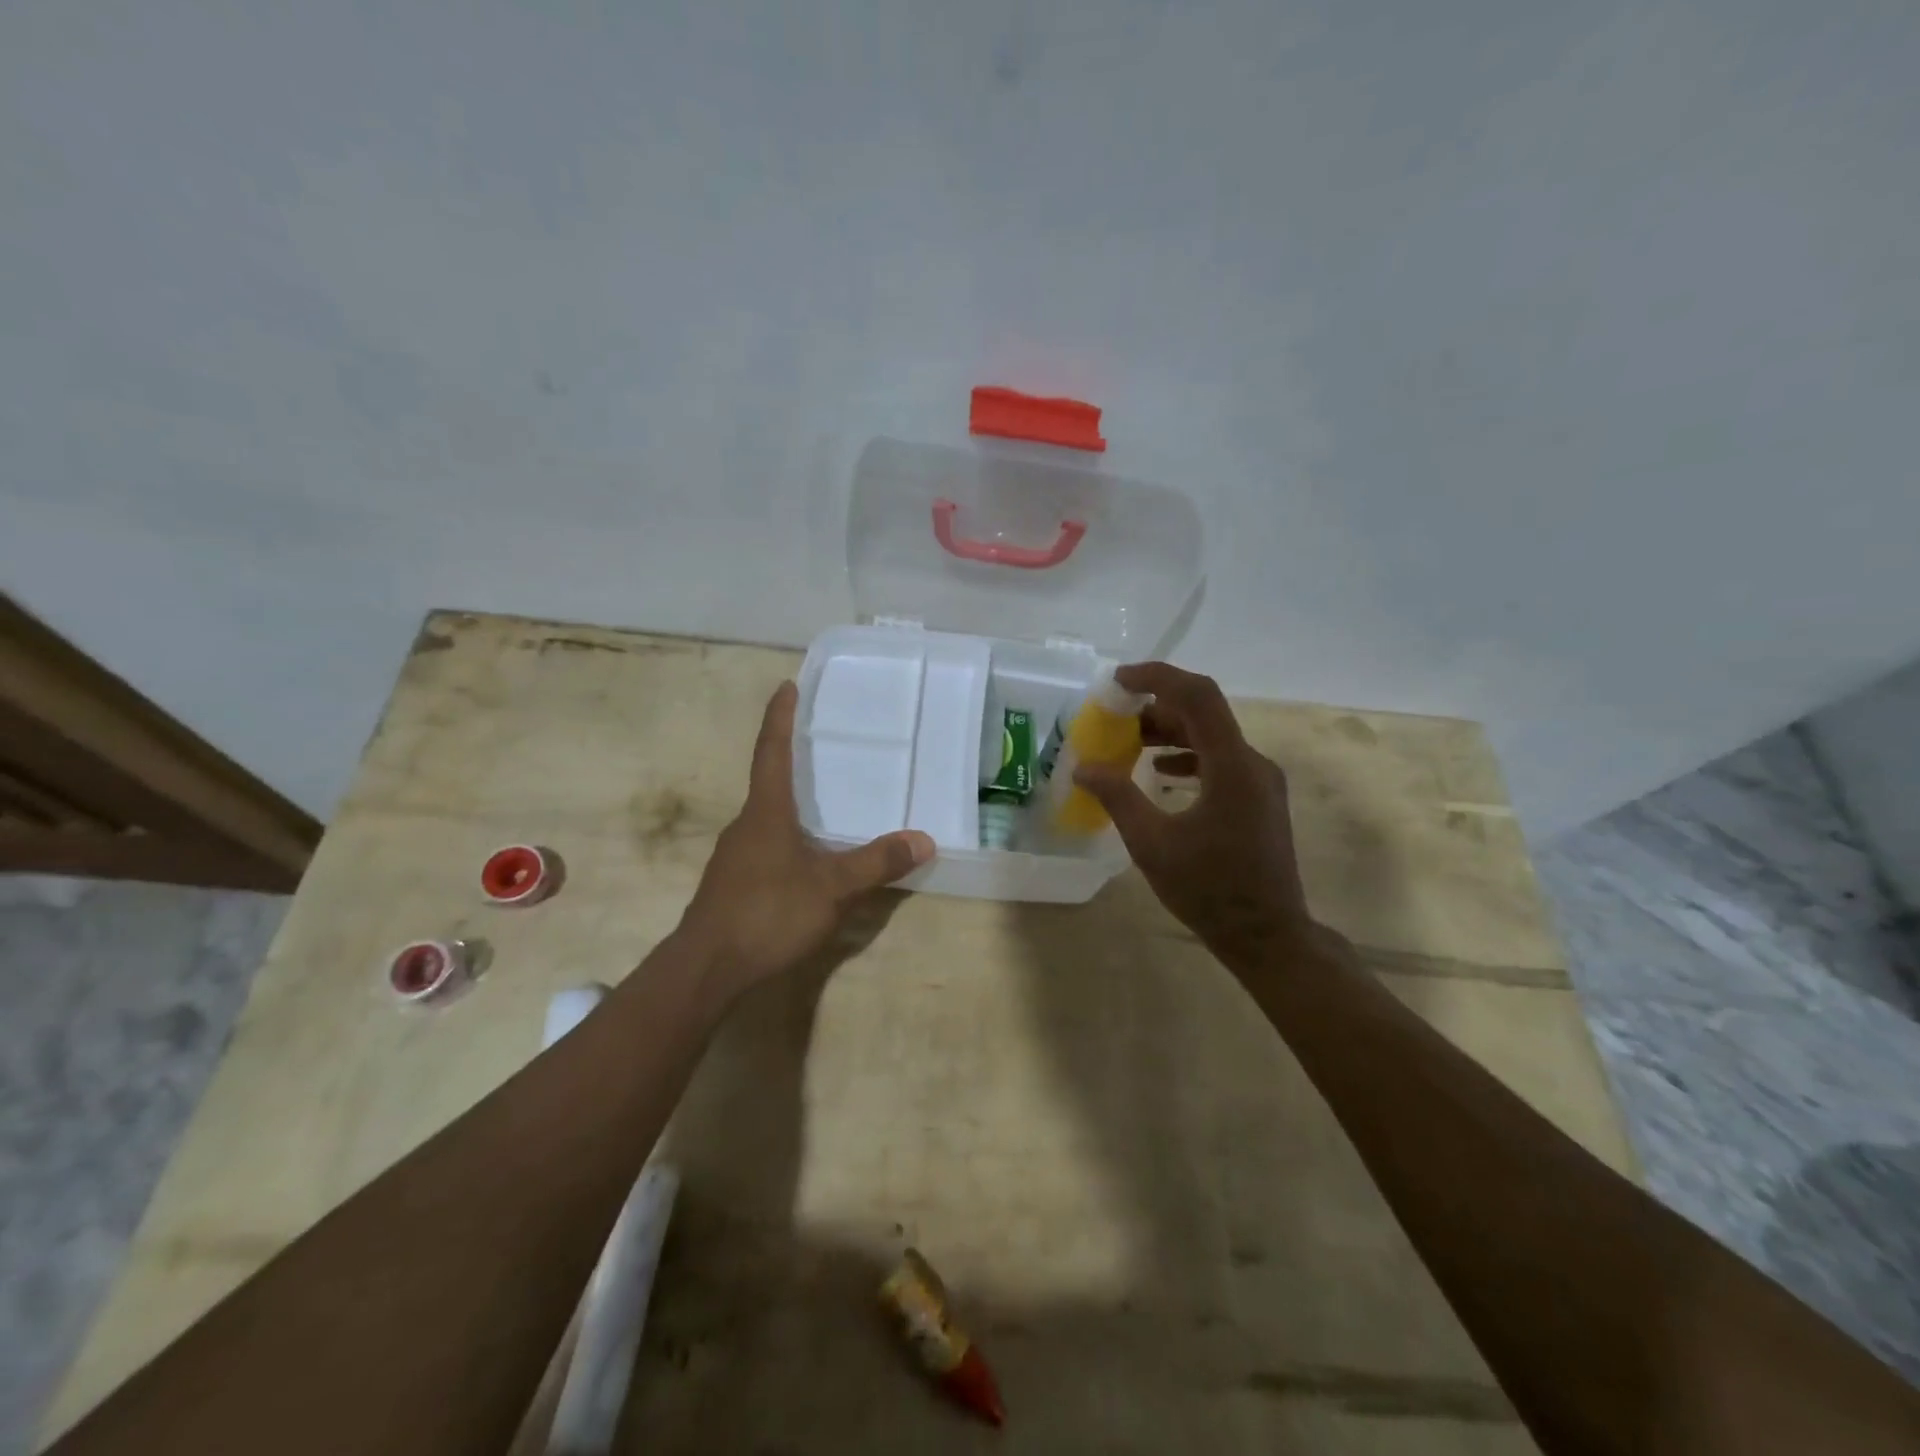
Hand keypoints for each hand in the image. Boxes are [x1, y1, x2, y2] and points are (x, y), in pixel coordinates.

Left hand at [677, 681, 934, 1001]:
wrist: (706, 968)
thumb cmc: (768, 913)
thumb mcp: (832, 888)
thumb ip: (876, 863)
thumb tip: (924, 839)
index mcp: (766, 812)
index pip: (772, 751)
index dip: (780, 717)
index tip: (786, 685)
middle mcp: (746, 825)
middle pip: (769, 782)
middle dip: (792, 761)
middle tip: (822, 746)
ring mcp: (735, 856)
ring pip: (767, 819)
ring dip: (791, 805)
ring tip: (824, 805)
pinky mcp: (732, 883)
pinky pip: (765, 846)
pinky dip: (787, 839)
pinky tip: (806, 860)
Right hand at [1073, 663, 1320, 969]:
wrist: (1268, 936)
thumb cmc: (1209, 890)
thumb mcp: (1152, 843)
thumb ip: (1117, 797)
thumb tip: (1083, 768)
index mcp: (1232, 766)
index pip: (1197, 696)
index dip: (1157, 677)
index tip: (1117, 680)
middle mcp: (1253, 763)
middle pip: (1204, 712)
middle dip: (1156, 706)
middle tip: (1114, 715)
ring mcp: (1260, 782)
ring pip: (1211, 736)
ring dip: (1169, 731)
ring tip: (1128, 741)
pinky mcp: (1259, 799)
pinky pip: (1219, 760)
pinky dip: (1186, 756)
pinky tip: (1159, 772)